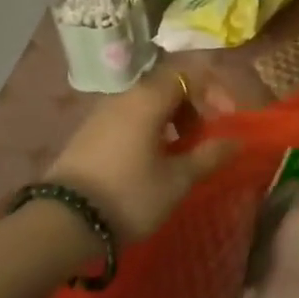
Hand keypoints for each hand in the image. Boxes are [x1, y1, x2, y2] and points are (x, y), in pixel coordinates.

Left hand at [43, 66, 237, 241]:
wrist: (62, 222)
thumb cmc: (129, 195)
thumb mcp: (177, 180)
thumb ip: (209, 155)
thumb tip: (236, 141)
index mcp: (148, 99)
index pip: (188, 74)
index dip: (213, 91)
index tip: (225, 119)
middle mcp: (124, 96)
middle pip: (167, 86)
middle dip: (192, 107)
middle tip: (202, 138)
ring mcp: (101, 114)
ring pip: (146, 104)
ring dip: (170, 121)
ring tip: (178, 154)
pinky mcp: (87, 133)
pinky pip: (128, 118)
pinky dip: (148, 130)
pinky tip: (149, 162)